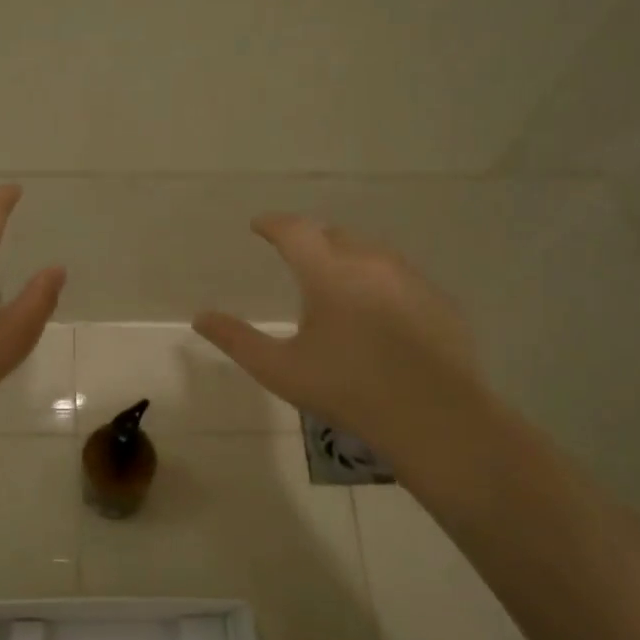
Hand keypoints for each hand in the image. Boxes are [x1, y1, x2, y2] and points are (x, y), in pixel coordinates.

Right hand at [193, 215, 487, 469]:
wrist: (432, 416)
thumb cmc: (346, 389)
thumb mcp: (279, 369)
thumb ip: (236, 339)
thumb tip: (201, 317)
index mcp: (329, 273)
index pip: (296, 230)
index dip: (274, 224)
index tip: (259, 225)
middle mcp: (371, 263)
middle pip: (335, 235)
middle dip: (311, 238)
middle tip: (295, 254)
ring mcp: (410, 279)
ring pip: (371, 253)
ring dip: (347, 257)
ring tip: (335, 279)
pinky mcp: (438, 301)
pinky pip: (400, 277)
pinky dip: (379, 281)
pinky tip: (377, 311)